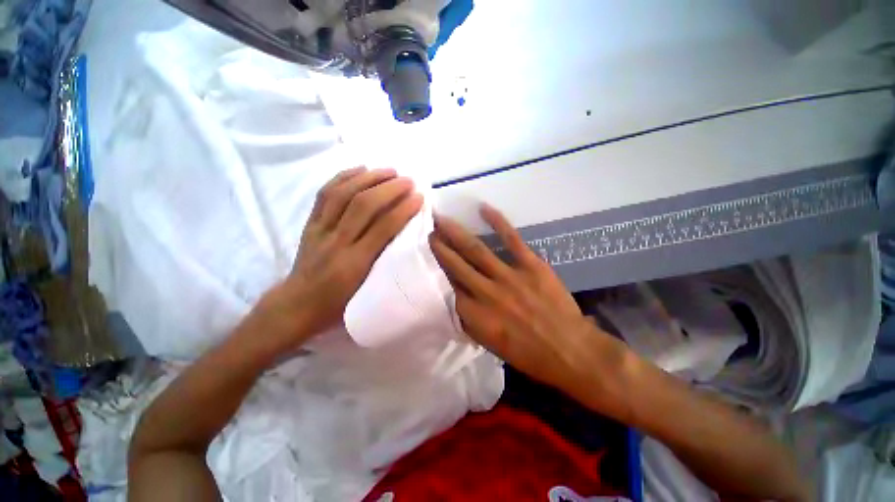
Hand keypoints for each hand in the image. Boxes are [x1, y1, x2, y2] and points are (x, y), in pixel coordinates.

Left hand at [257, 167, 422, 347]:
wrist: (296, 307)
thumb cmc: (338, 306)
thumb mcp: (367, 292)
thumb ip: (385, 265)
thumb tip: (405, 238)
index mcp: (354, 264)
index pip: (383, 228)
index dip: (403, 210)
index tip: (419, 198)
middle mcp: (336, 242)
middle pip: (363, 205)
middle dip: (389, 188)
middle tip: (408, 180)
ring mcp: (320, 230)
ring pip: (343, 194)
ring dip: (369, 178)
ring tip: (389, 170)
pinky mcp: (309, 223)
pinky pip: (325, 194)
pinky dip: (343, 177)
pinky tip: (359, 170)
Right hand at [429, 205, 630, 400]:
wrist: (570, 350)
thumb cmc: (528, 354)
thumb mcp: (490, 345)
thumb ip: (469, 320)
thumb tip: (454, 300)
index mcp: (475, 315)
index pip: (447, 288)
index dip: (434, 270)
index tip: (424, 257)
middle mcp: (487, 293)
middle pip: (456, 264)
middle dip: (439, 246)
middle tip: (427, 229)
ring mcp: (509, 276)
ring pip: (476, 249)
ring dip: (456, 233)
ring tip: (441, 218)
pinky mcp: (531, 265)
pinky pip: (511, 239)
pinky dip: (498, 222)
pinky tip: (484, 208)